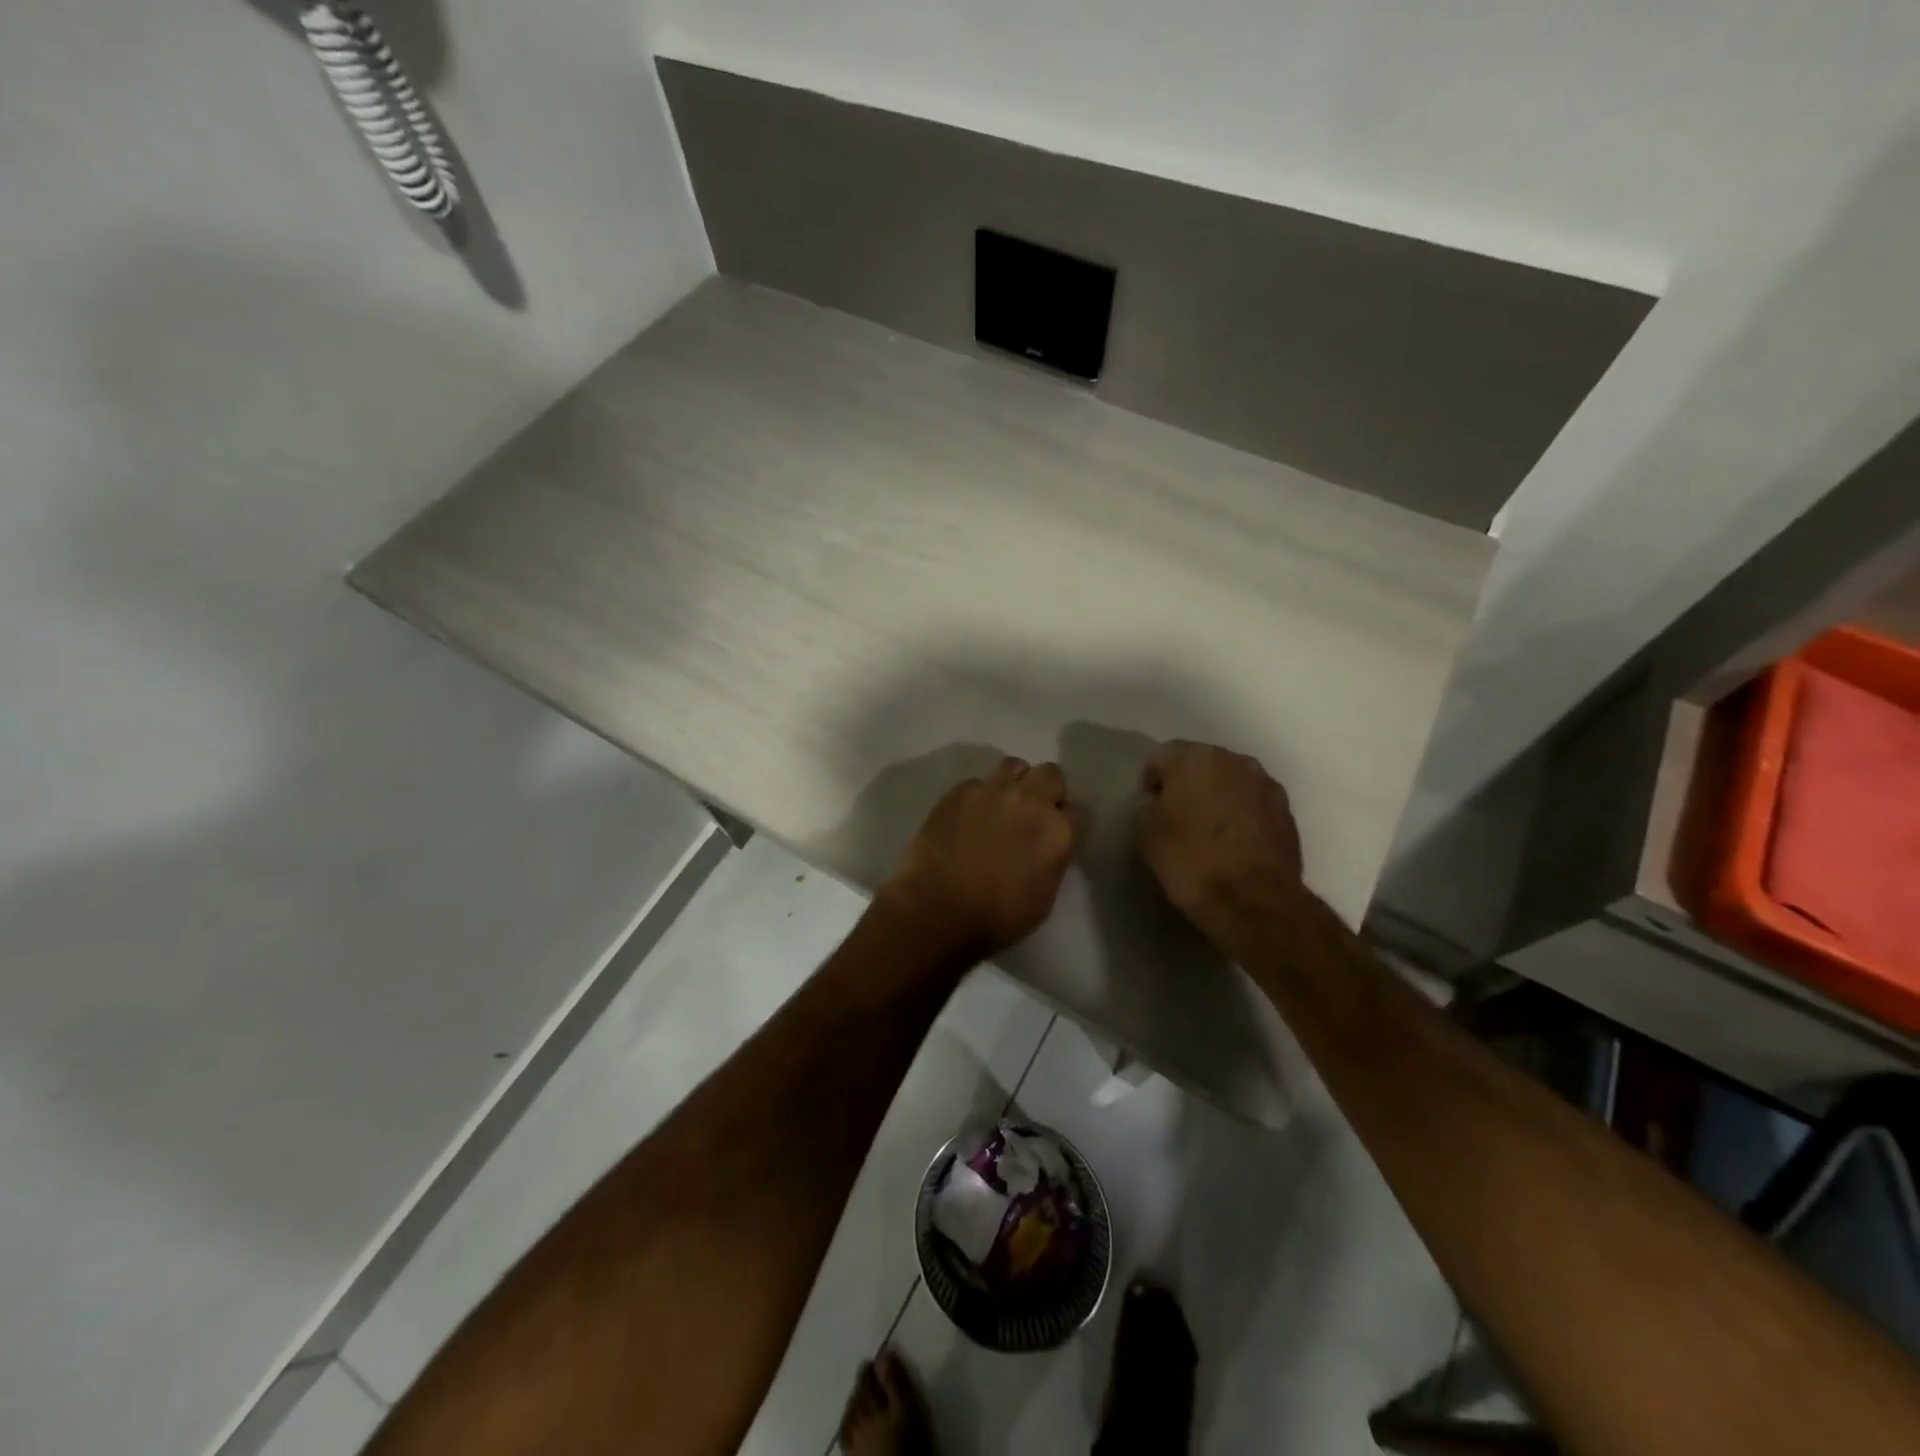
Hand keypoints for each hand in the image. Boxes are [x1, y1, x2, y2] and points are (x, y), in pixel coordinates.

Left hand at [884, 757, 1076, 957]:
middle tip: (1033, 811)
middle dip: (1047, 789)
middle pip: (1051, 774)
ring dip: (1015, 782)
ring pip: (1014, 766)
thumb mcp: (1044, 897)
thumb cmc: (996, 916)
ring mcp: (992, 790)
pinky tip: (969, 815)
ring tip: (1002, 804)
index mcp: (1057, 831)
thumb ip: (1053, 860)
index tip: (1056, 832)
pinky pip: (978, 782)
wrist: (938, 909)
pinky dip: (979, 794)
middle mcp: (1030, 801)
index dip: (1065, 821)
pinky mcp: (959, 791)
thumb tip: (1049, 845)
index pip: (1076, 811)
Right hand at [1136, 740, 1305, 937]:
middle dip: (1187, 784)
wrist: (1253, 901)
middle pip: (1201, 763)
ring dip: (1217, 797)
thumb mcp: (1147, 832)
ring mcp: (1266, 785)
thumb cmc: (1191, 860)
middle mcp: (1235, 760)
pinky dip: (1241, 815)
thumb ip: (1149, 806)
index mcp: (1196, 758)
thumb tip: (1159, 802)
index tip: (1148, 807)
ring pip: (1230, 782)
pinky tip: (1233, 843)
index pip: (1162, 756)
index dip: (1151, 781)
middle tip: (1176, 815)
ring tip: (1207, 830)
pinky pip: (1252, 804)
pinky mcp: (1286, 812)